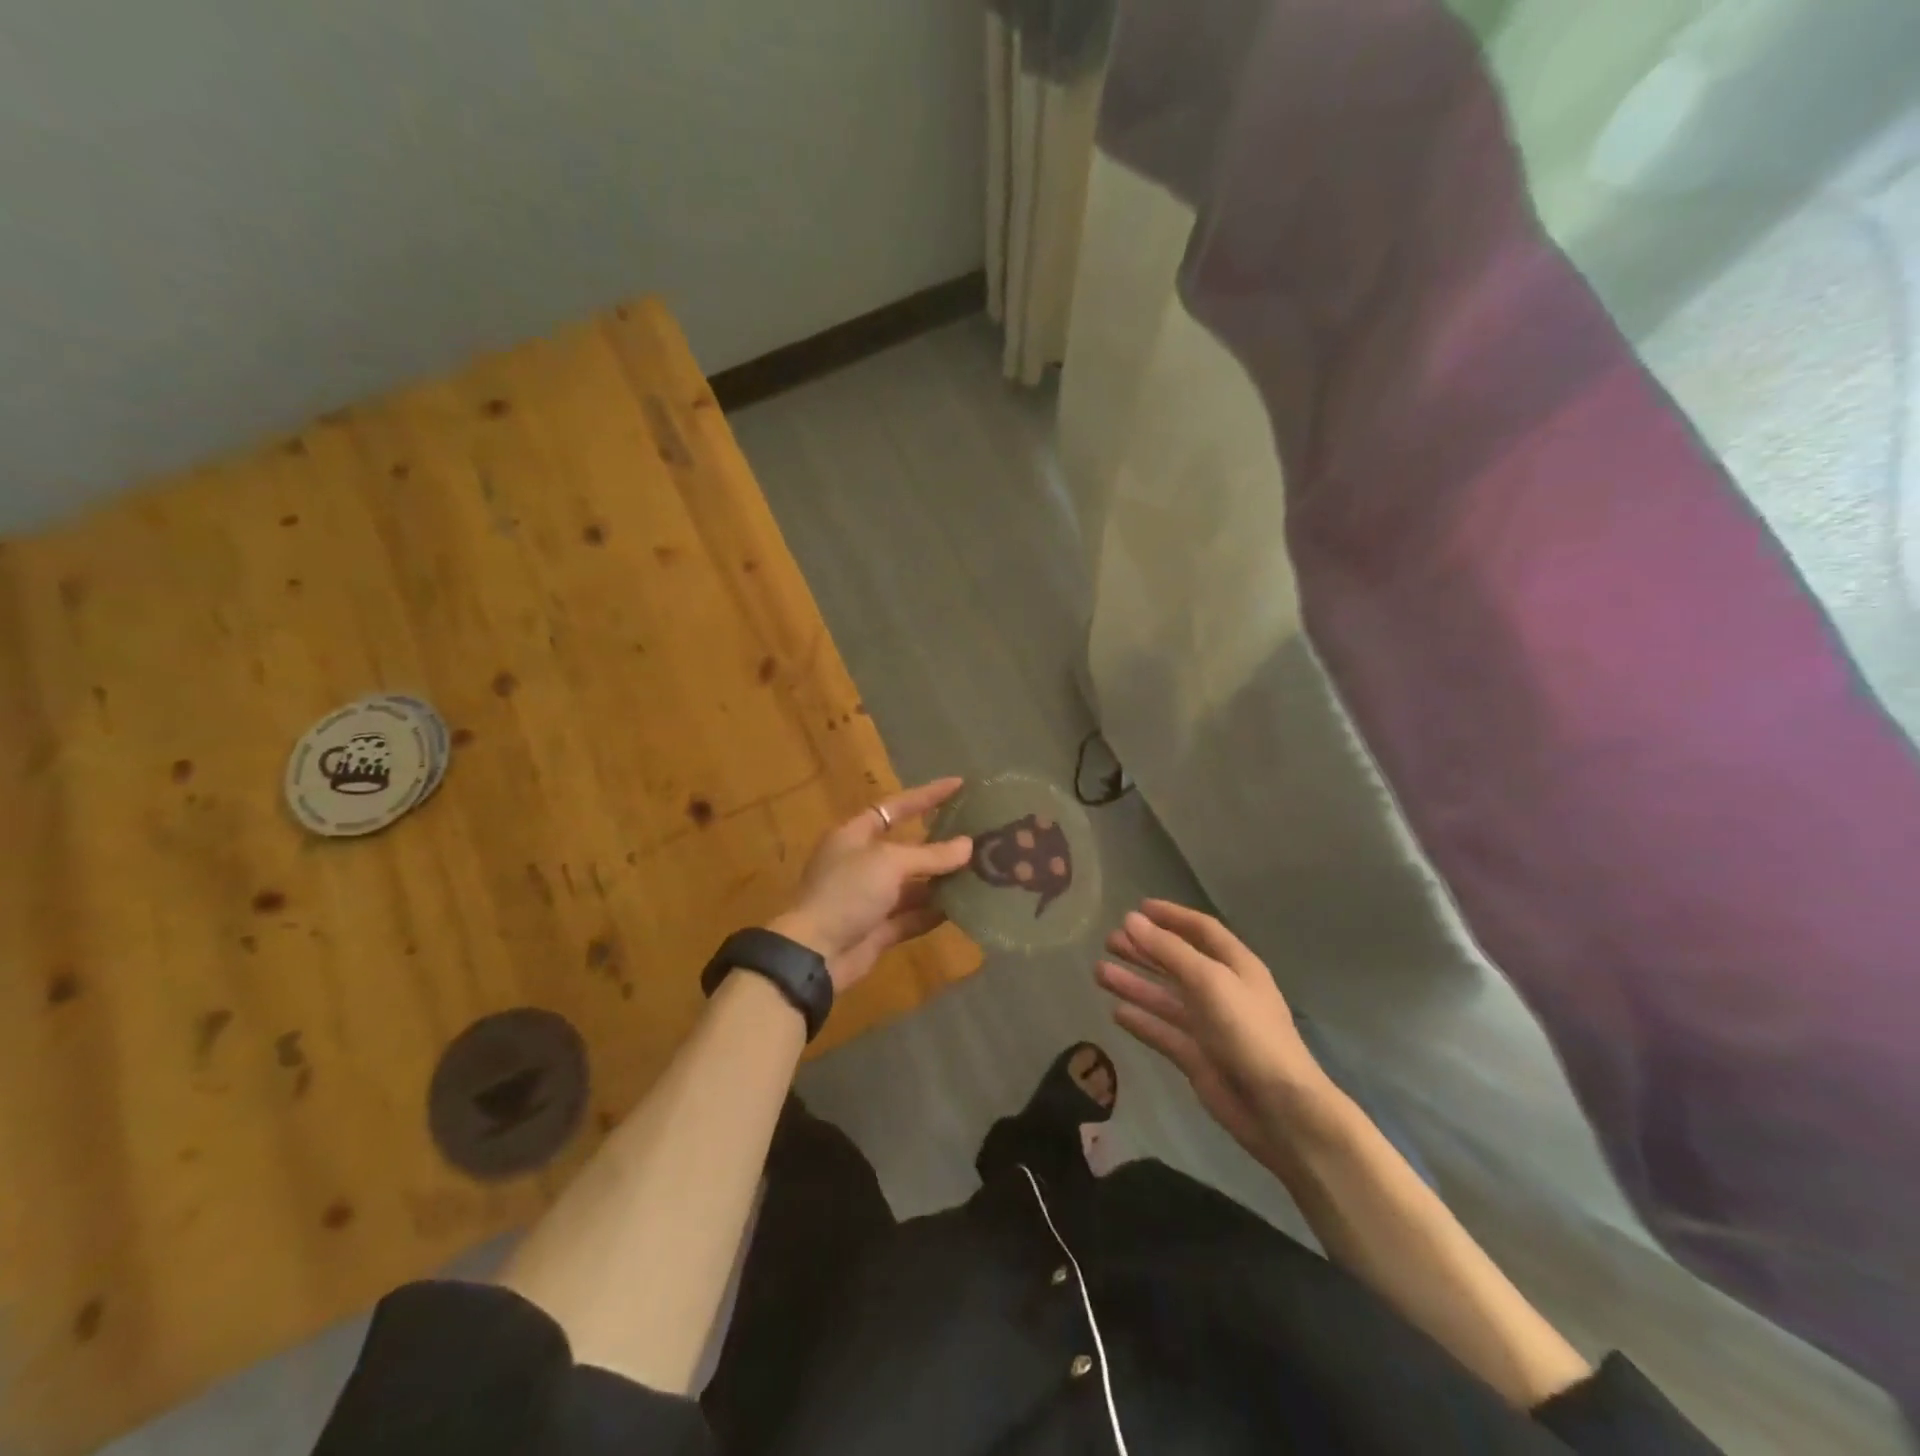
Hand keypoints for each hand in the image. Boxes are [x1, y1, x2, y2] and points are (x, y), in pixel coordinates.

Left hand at [769, 778, 972, 991]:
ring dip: (942, 880)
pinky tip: (963, 907)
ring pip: (913, 884)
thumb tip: (968, 846)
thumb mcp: (889, 864)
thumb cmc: (847, 892)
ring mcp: (870, 897)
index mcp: (855, 835)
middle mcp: (862, 862)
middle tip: (979, 835)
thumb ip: (931, 855)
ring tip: (980, 871)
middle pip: (908, 847)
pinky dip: (934, 911)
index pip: (895, 807)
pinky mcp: (878, 929)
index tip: (959, 785)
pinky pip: (912, 915)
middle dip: (941, 843)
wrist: (814, 954)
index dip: (926, 795)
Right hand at [1096, 900, 1343, 1163]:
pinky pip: (1163, 1032)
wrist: (1278, 1109)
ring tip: (1099, 972)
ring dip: (1134, 982)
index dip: (1171, 916)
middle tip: (1109, 940)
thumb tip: (1130, 920)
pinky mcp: (1196, 1057)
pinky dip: (1141, 1021)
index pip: (1201, 930)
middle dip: (1145, 949)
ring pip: (1165, 997)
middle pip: (1177, 962)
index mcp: (1236, 966)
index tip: (1138, 907)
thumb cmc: (1248, 1032)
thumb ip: (1168, 950)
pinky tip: (1115, 1012)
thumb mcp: (1209, 981)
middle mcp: (1222, 991)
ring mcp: (1209, 1026)